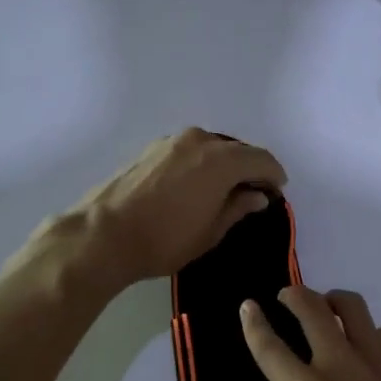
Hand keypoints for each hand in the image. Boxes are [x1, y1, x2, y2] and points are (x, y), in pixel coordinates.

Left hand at [73, 129, 287, 285]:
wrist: (103, 235)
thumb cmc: (165, 239)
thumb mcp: (211, 231)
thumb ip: (238, 207)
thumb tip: (257, 195)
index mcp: (221, 160)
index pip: (261, 160)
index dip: (274, 175)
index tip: (277, 192)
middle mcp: (200, 140)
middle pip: (237, 150)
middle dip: (250, 169)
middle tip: (253, 193)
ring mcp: (173, 141)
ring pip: (211, 148)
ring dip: (224, 165)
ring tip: (224, 190)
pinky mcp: (152, 148)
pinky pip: (190, 151)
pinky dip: (201, 163)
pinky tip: (196, 185)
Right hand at [240, 286, 380, 380]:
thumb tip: (280, 379)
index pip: (268, 344)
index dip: (253, 321)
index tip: (249, 305)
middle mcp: (337, 365)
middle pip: (310, 308)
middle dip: (294, 295)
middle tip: (289, 296)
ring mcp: (376, 360)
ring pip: (352, 306)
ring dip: (333, 301)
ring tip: (329, 306)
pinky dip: (372, 335)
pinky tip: (370, 348)